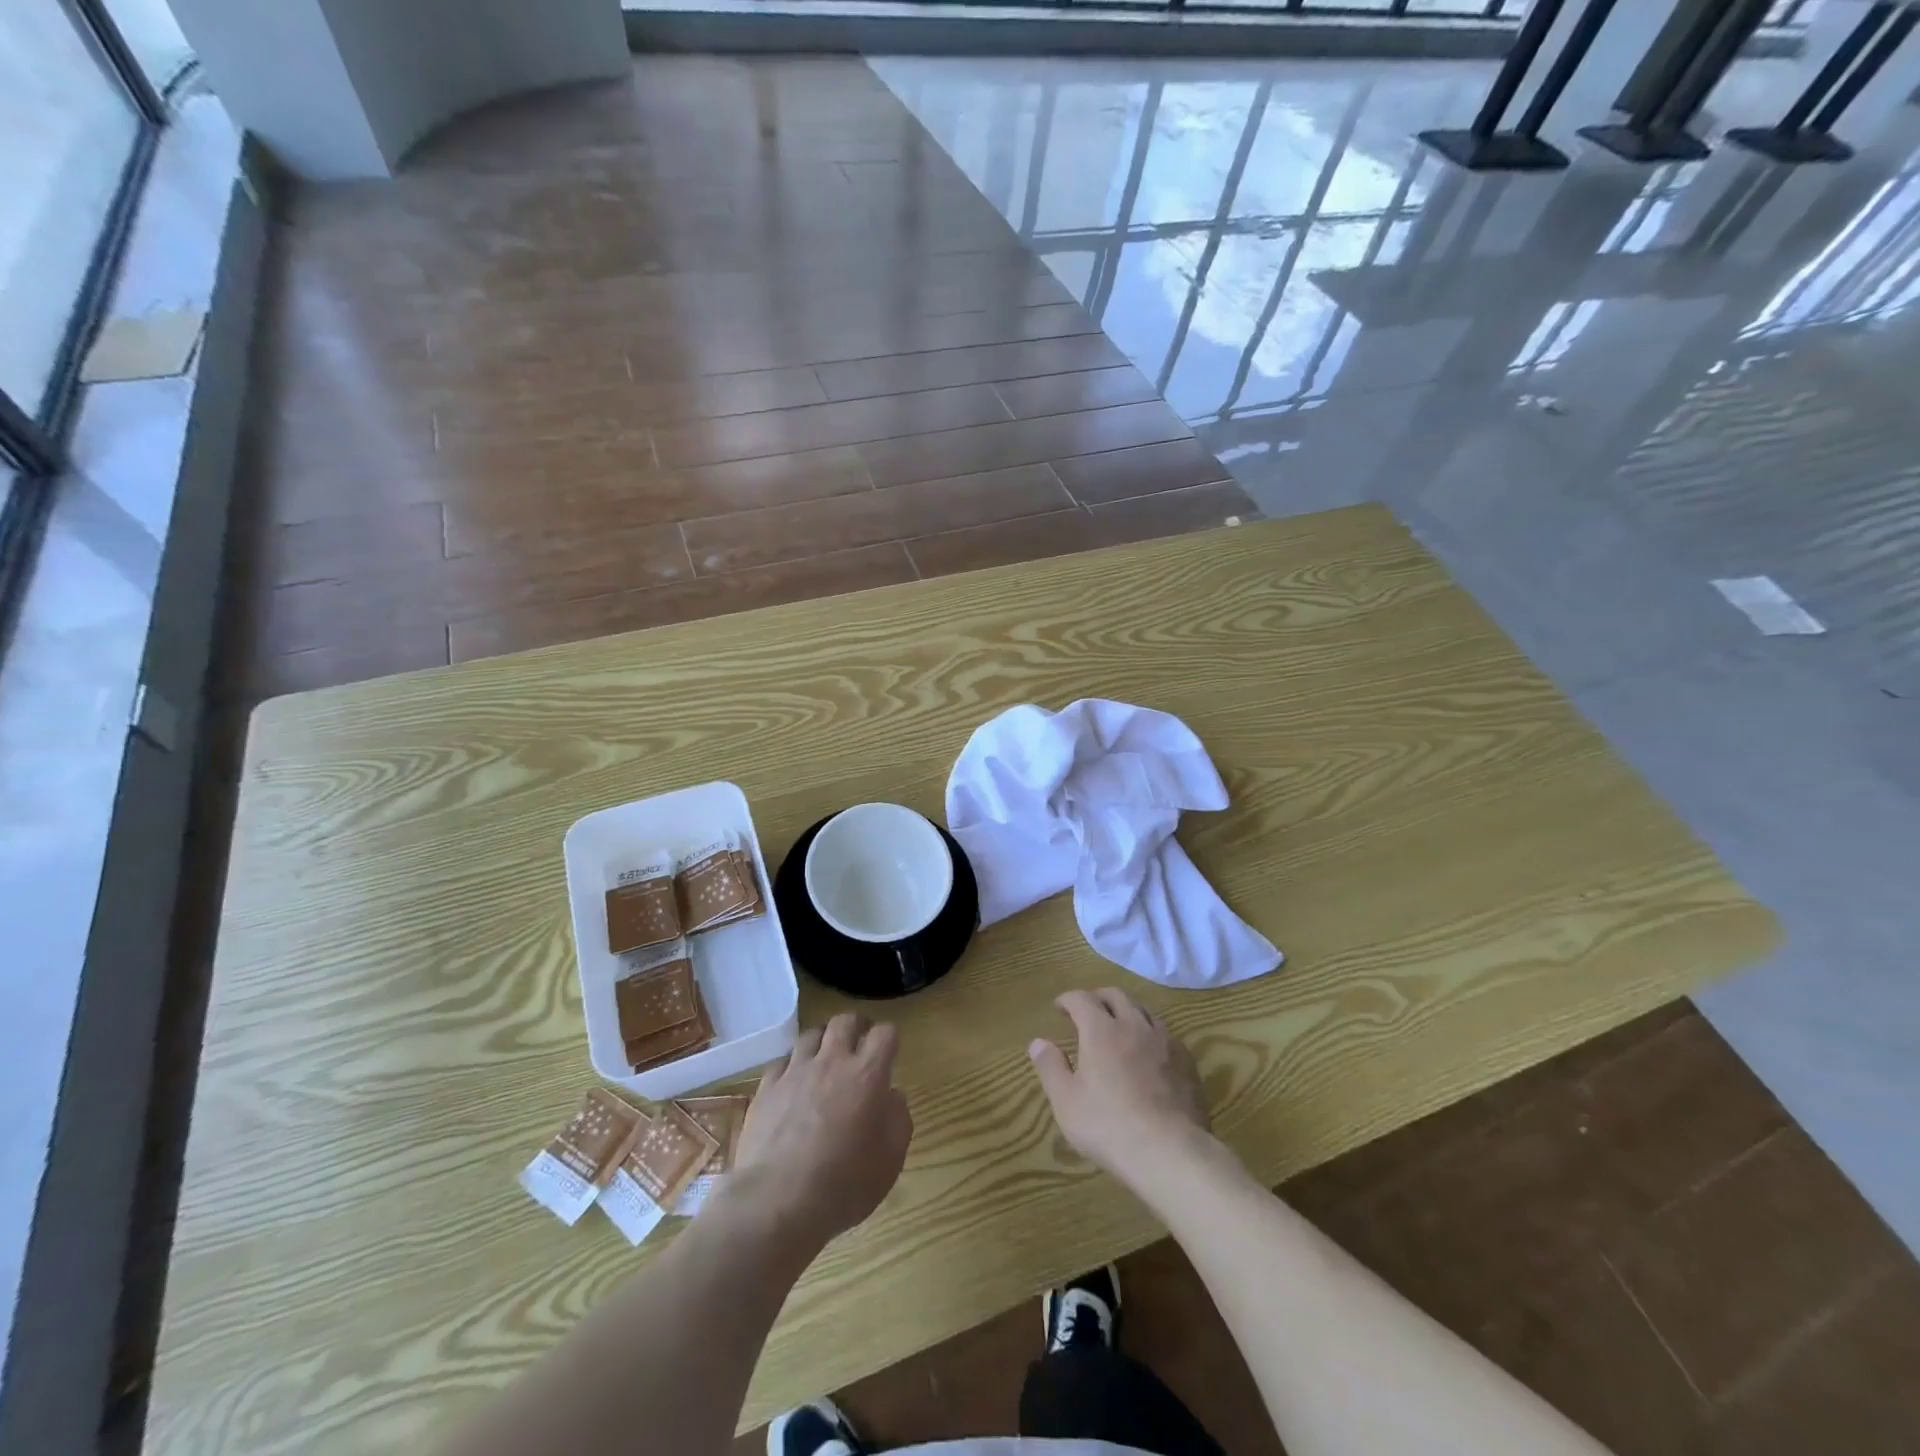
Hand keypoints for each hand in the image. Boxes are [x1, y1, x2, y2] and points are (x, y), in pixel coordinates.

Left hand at [730, 1013, 912, 1247]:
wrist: (777, 1202)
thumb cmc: (844, 1185)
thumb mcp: (891, 1160)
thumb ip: (898, 1118)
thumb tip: (892, 1096)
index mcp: (867, 1075)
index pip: (885, 1033)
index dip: (889, 1039)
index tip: (890, 1053)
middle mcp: (832, 1062)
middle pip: (845, 1021)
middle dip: (856, 1027)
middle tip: (860, 1044)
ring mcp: (795, 1071)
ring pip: (811, 1034)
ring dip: (823, 1041)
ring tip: (825, 1058)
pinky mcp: (766, 1087)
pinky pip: (782, 1061)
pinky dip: (792, 1065)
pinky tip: (794, 1082)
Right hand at [1028, 989, 1211, 1188]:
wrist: (1170, 1151)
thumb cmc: (1109, 1125)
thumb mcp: (1066, 1101)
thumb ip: (1051, 1067)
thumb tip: (1038, 1042)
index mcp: (1101, 1030)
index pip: (1082, 999)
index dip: (1068, 999)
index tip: (1059, 1008)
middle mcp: (1134, 1025)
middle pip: (1116, 996)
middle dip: (1098, 998)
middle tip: (1088, 1011)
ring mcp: (1165, 1041)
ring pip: (1144, 1012)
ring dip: (1127, 1013)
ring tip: (1119, 1029)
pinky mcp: (1187, 1062)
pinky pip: (1166, 1036)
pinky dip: (1151, 1036)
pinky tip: (1150, 1054)